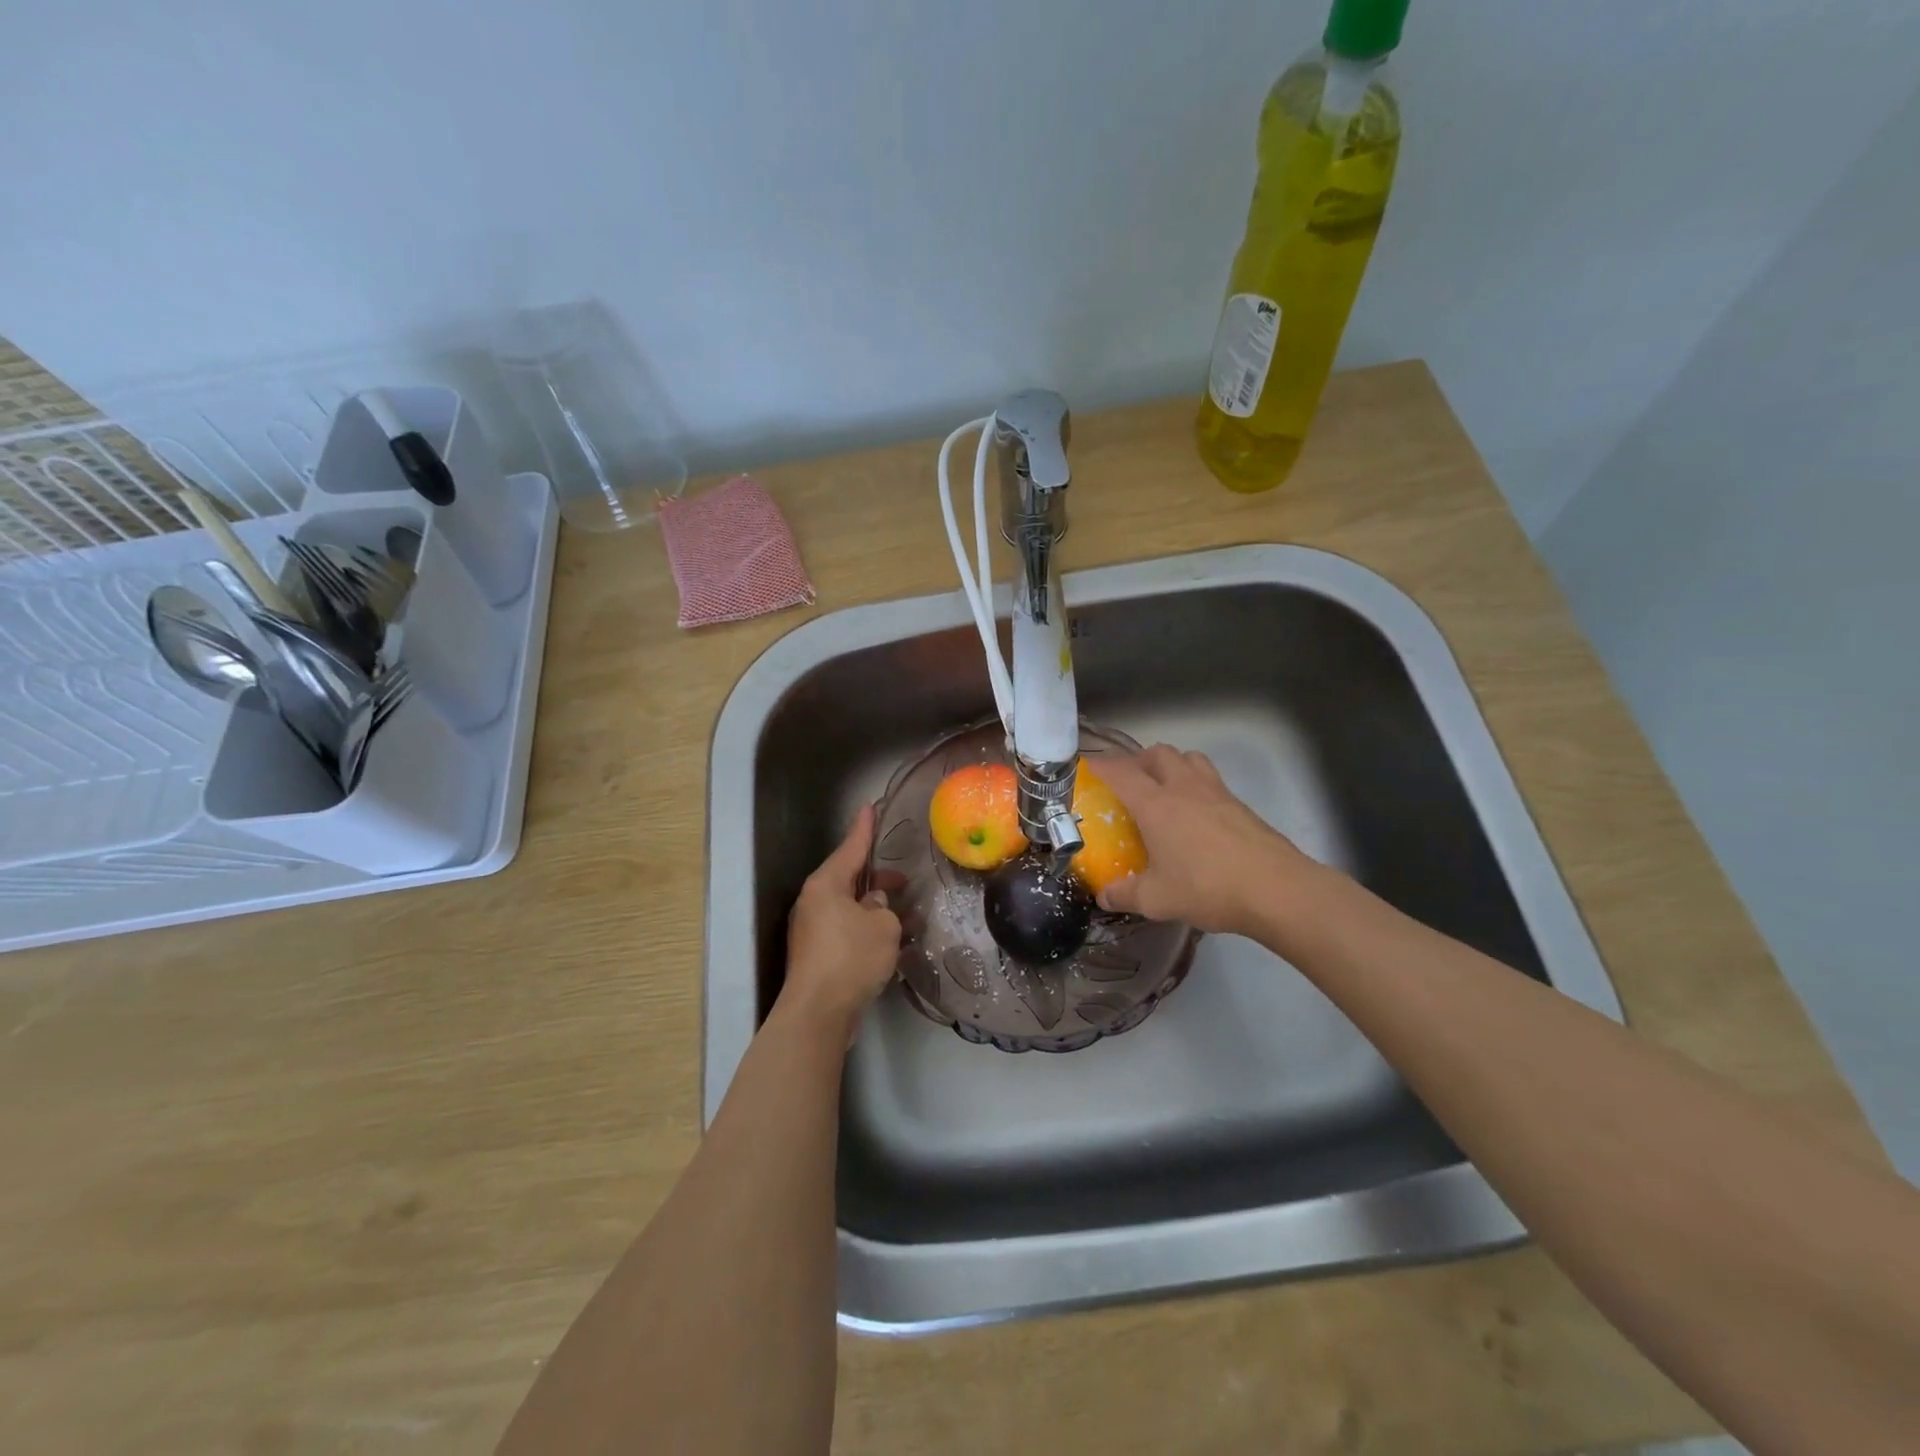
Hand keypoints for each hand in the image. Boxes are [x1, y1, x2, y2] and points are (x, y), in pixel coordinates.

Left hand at [781, 804, 902, 1039]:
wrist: (819, 1013)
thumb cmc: (851, 958)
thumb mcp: (882, 926)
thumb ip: (884, 908)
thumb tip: (875, 906)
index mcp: (826, 885)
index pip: (850, 848)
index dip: (864, 828)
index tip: (870, 807)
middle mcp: (814, 902)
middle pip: (850, 879)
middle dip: (878, 878)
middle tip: (904, 879)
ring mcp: (813, 929)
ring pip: (850, 907)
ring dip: (877, 909)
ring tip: (907, 914)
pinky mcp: (818, 954)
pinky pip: (847, 930)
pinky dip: (868, 930)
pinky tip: (891, 942)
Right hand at [1093, 745, 1316, 936]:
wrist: (1276, 889)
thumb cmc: (1207, 887)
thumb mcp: (1156, 899)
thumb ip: (1125, 895)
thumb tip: (1103, 896)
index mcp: (1156, 804)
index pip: (1121, 772)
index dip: (1101, 765)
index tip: (1088, 766)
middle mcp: (1184, 788)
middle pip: (1158, 753)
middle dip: (1138, 760)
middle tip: (1128, 780)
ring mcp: (1217, 793)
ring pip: (1189, 759)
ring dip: (1172, 765)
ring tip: (1164, 789)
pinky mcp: (1240, 805)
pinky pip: (1211, 781)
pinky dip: (1196, 786)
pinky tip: (1196, 817)